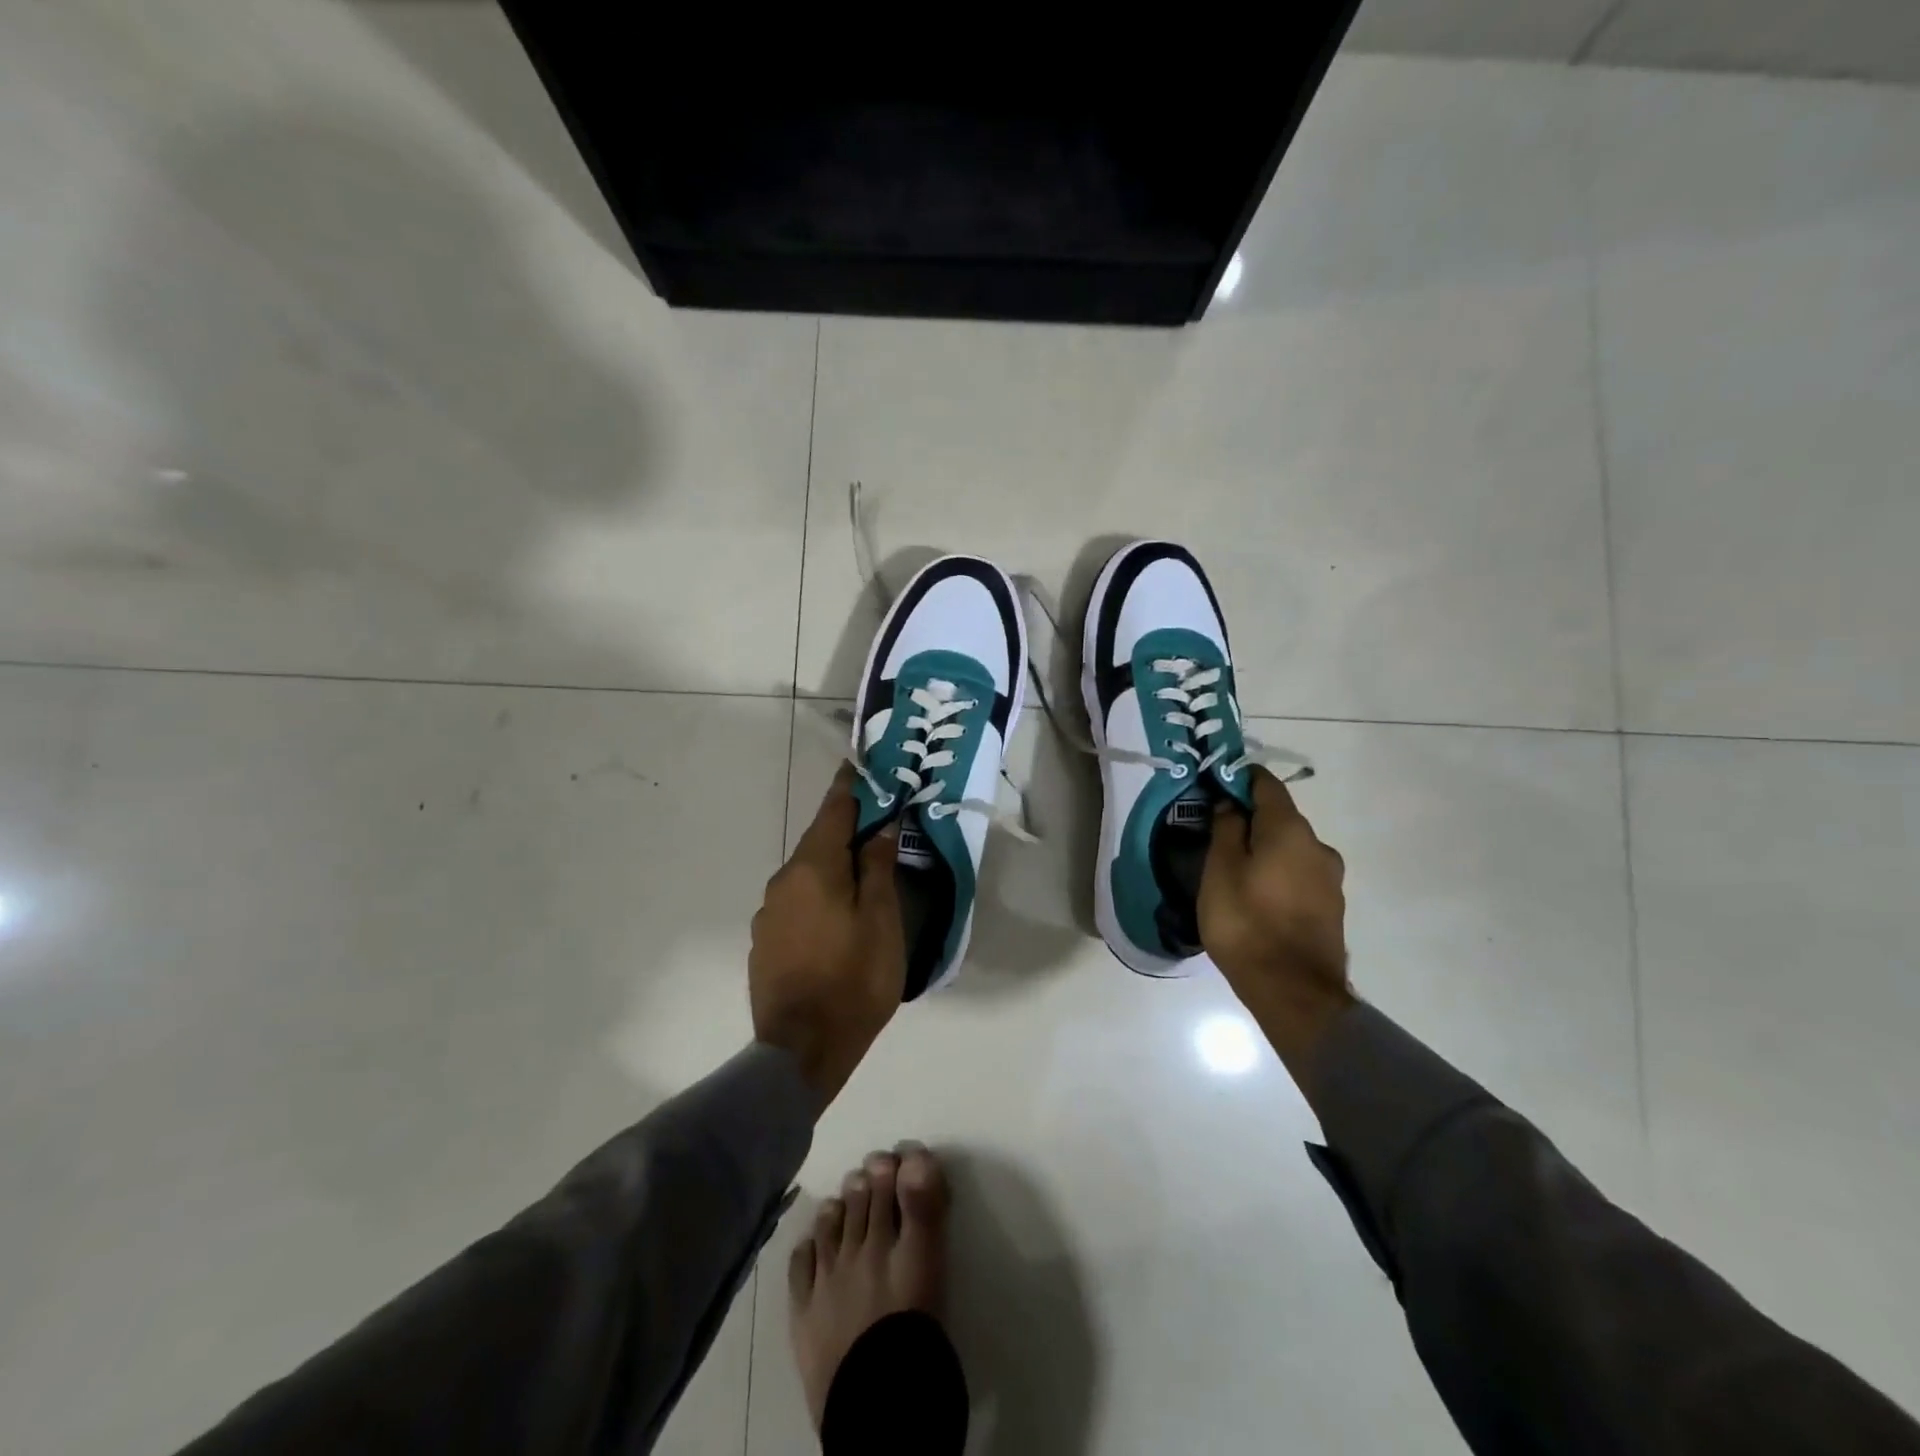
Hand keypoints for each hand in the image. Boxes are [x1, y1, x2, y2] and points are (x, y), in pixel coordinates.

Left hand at [750, 763, 904, 1108]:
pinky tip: (836, 916)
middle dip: (845, 829)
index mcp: (814, 868)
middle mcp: (784, 881)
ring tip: (861, 874)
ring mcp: (769, 912)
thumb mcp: (882, 921)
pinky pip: (797, 901)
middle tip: (876, 824)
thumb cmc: (854, 979)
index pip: (834, 811)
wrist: (802, 1049)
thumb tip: (879, 830)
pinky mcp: (765, 941)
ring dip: (832, 865)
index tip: (859, 766)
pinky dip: (818, 895)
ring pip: (807, 874)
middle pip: (818, 842)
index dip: (849, 787)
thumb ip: (878, 869)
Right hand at [1200, 767, 1354, 1084]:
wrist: (1293, 992)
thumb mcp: (1219, 871)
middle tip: (1216, 834)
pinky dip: (1277, 873)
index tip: (1213, 784)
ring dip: (1264, 849)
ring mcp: (1330, 878)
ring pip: (1290, 848)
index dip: (1238, 778)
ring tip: (1233, 870)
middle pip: (1280, 817)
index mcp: (1290, 830)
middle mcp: (1318, 846)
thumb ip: (1226, 829)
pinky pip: (1298, 874)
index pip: (1265, 784)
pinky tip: (1256, 895)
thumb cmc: (1246, 923)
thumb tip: (1229, 803)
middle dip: (1249, 818)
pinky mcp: (1331, 907)